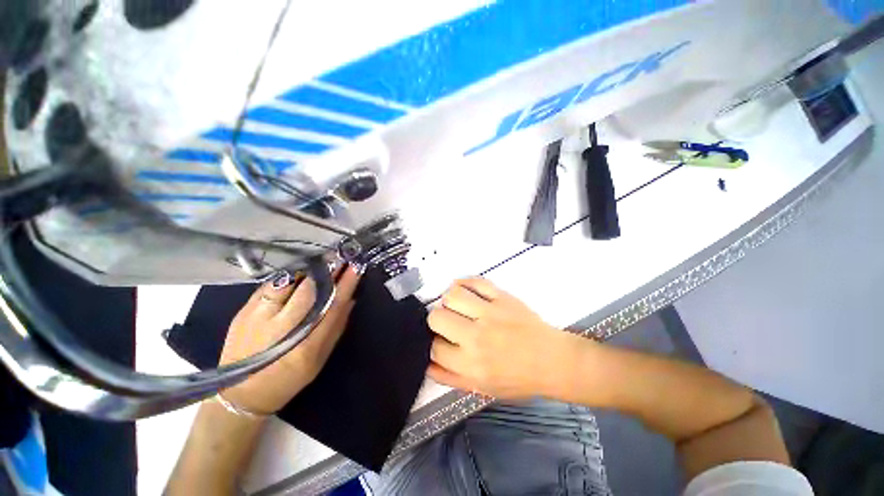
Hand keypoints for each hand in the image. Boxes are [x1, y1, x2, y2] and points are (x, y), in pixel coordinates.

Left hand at [219, 267, 359, 414]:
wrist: (240, 394)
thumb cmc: (287, 379)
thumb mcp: (319, 360)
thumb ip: (336, 328)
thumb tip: (350, 299)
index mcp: (305, 347)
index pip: (332, 306)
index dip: (347, 284)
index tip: (357, 267)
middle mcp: (281, 329)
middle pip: (310, 290)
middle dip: (328, 270)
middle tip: (341, 255)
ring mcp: (259, 318)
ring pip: (289, 283)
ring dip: (308, 268)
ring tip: (322, 258)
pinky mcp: (244, 312)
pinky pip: (270, 285)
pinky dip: (288, 275)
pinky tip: (298, 270)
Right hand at [427, 277, 581, 399]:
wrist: (552, 360)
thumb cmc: (519, 378)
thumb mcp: (483, 389)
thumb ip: (451, 379)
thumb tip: (427, 364)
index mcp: (471, 364)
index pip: (434, 347)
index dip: (434, 343)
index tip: (442, 341)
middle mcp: (476, 337)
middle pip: (437, 317)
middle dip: (437, 320)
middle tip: (448, 323)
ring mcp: (490, 313)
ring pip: (452, 295)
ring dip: (449, 300)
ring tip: (456, 305)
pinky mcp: (502, 297)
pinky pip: (475, 282)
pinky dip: (464, 282)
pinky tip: (464, 289)